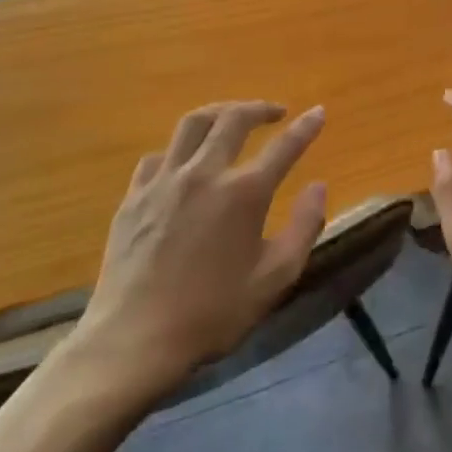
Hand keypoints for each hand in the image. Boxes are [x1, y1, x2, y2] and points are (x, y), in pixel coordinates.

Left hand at [67, 102, 327, 411]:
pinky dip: (178, 150)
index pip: (284, 146)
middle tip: (275, 113)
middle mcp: (205, 174)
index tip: (318, 112)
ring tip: (231, 119)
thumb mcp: (275, 278)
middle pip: (234, 119)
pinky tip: (183, 163)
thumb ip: (304, 227)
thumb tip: (318, 186)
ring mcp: (164, 182)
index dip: (306, 127)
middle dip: (260, 108)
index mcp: (244, 193)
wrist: (133, 342)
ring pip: (192, 124)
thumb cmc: (213, 313)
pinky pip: (158, 156)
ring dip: (219, 113)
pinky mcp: (133, 197)